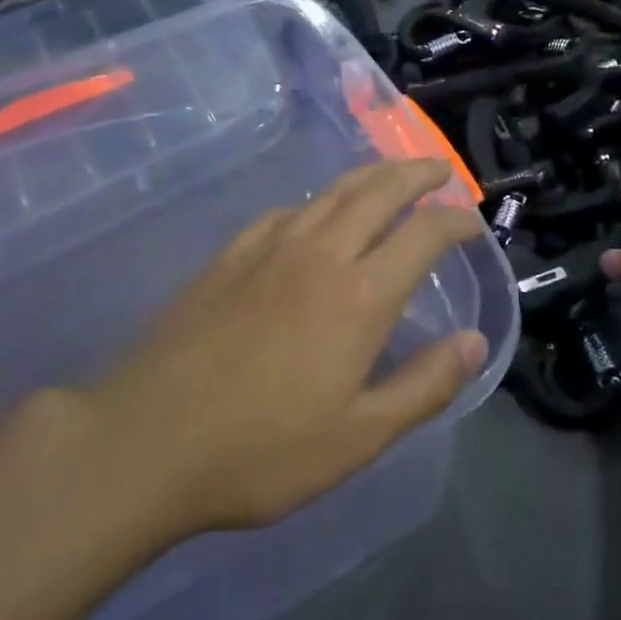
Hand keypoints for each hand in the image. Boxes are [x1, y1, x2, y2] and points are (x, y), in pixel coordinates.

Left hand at [90, 160, 486, 536]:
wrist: (145, 441)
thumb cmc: (260, 451)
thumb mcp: (358, 437)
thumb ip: (425, 385)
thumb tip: (475, 341)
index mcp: (360, 295)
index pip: (424, 234)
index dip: (455, 221)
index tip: (472, 222)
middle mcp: (321, 253)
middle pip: (379, 191)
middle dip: (416, 173)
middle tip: (438, 168)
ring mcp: (270, 246)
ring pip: (333, 191)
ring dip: (370, 174)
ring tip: (391, 173)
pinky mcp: (230, 253)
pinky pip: (287, 210)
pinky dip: (317, 201)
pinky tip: (314, 212)